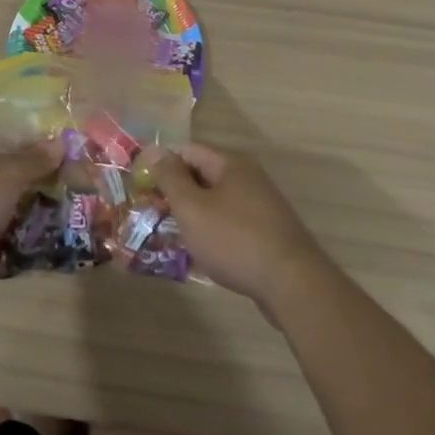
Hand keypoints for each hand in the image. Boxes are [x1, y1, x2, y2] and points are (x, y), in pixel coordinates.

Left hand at [0, 126, 62, 269]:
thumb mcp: (8, 173)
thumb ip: (35, 159)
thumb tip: (60, 143)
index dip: (28, 142)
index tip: (55, 154)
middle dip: (26, 179)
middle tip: (58, 185)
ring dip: (16, 208)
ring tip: (51, 212)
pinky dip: (3, 232)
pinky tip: (30, 237)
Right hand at [142, 143, 330, 308]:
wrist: (291, 283)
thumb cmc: (234, 240)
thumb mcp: (192, 207)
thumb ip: (170, 178)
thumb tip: (155, 150)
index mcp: (231, 163)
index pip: (187, 151)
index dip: (162, 166)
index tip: (142, 188)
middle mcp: (248, 176)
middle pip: (203, 174)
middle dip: (177, 192)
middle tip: (152, 213)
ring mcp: (261, 204)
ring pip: (216, 201)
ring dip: (194, 214)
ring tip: (172, 235)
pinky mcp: (268, 231)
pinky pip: (231, 222)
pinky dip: (213, 231)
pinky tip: (202, 252)